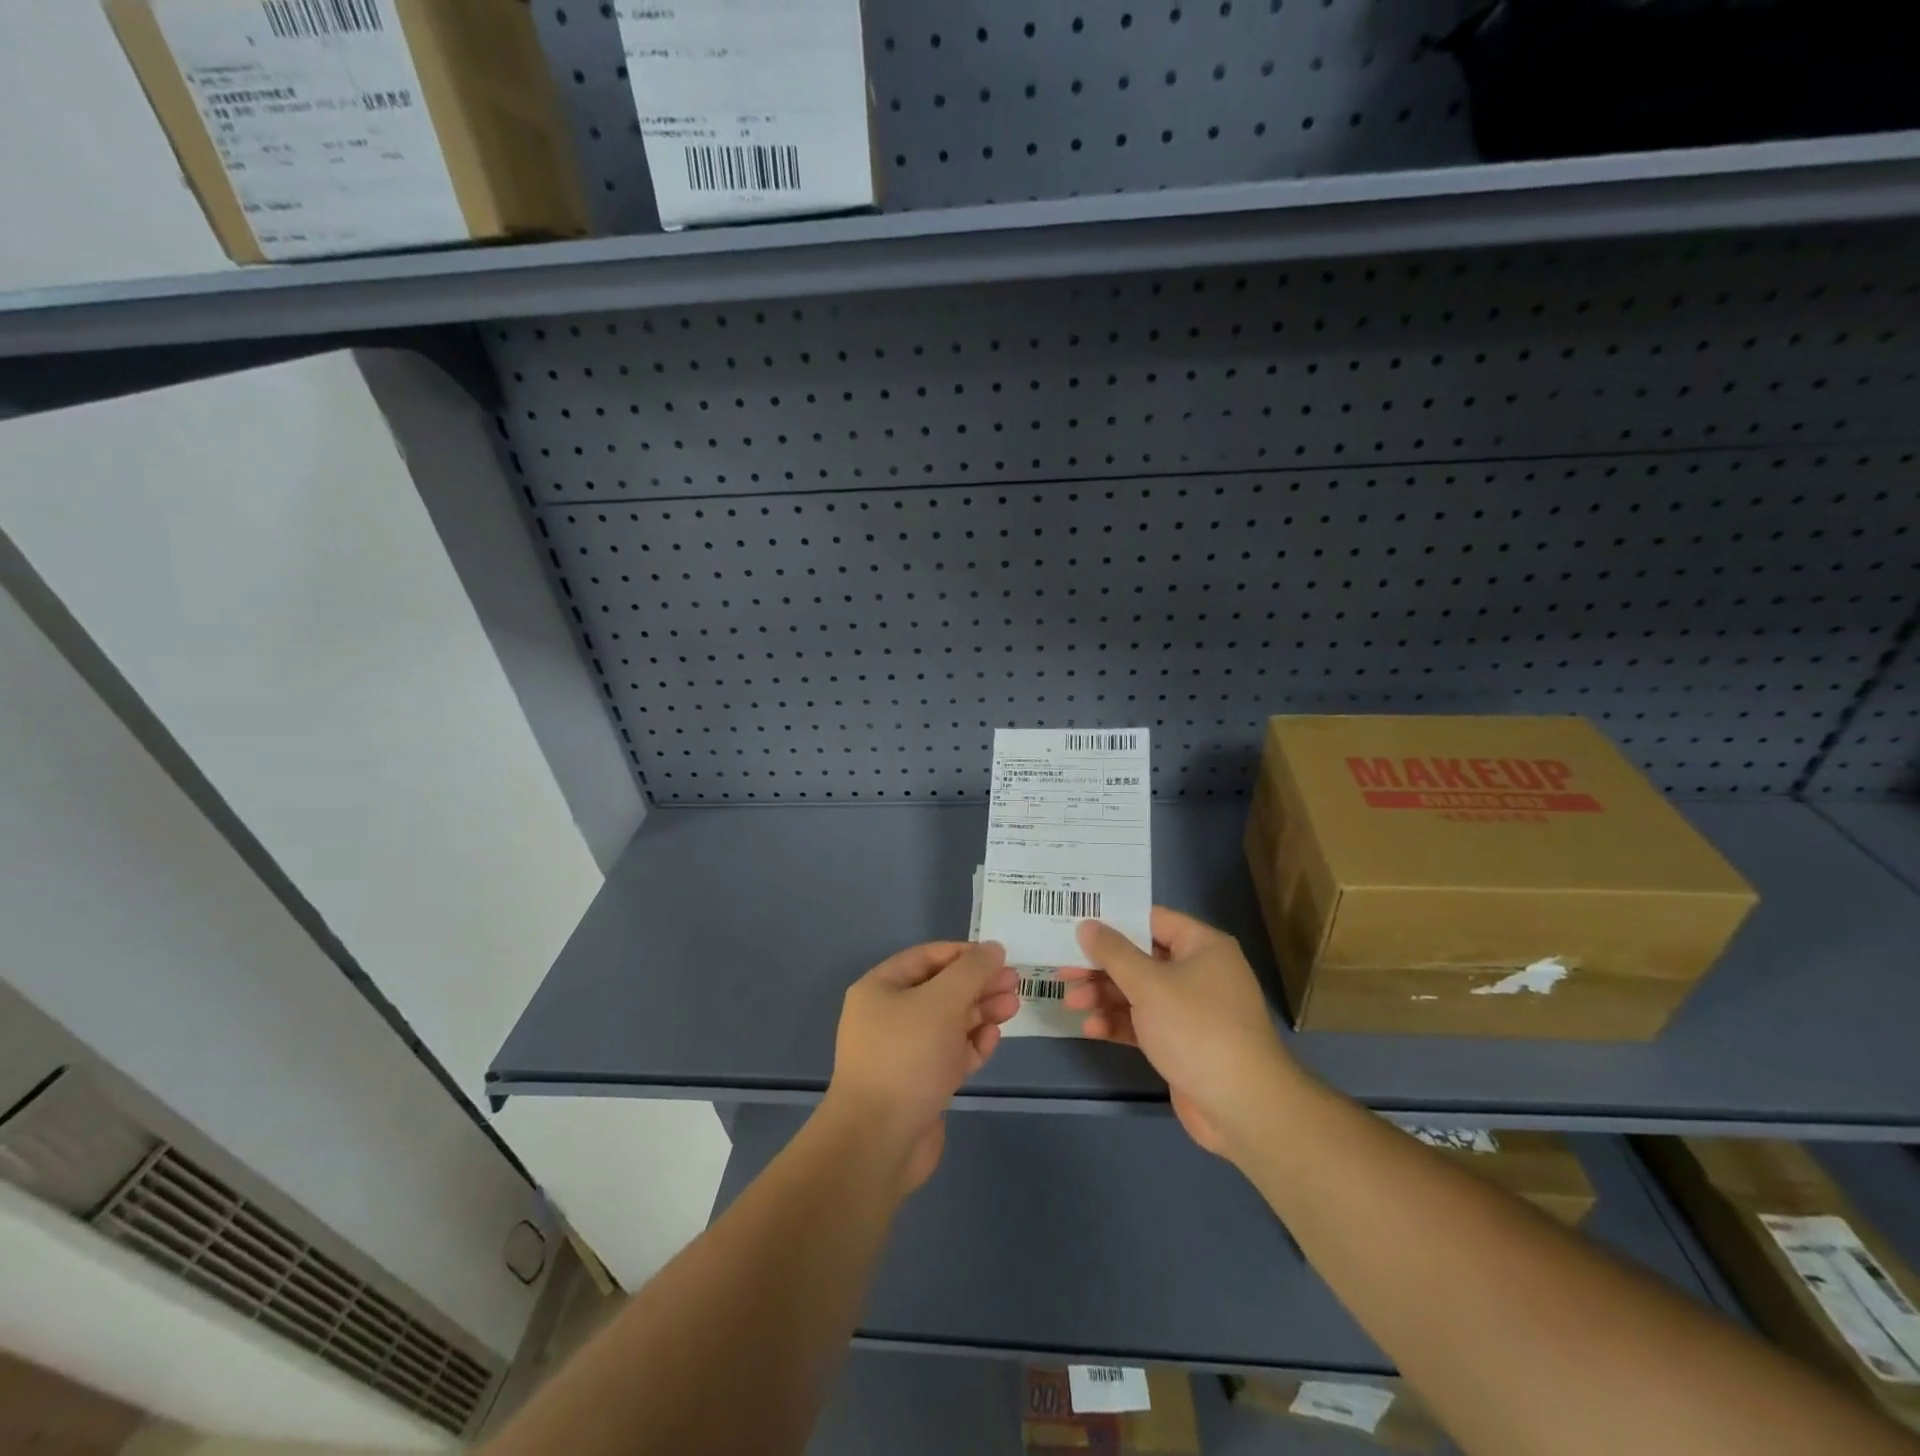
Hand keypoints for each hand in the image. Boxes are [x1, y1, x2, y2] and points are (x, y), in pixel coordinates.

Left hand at [824, 941, 1020, 1191]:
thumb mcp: (942, 1001)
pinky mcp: (920, 1084)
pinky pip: (950, 1054)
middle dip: (978, 984)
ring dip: (981, 1013)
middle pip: (941, 990)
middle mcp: (888, 1016)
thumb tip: (993, 948)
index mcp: (881, 988)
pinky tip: (993, 1039)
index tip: (999, 957)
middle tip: (1015, 983)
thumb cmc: (907, 1057)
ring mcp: (904, 1052)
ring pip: (949, 1022)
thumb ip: (971, 971)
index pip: (927, 957)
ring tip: (1013, 1007)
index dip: (964, 954)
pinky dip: (972, 1044)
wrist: (879, 1141)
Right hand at [1062, 908, 1296, 1160]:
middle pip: (1140, 958)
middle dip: (1101, 966)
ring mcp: (1191, 1010)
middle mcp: (1198, 972)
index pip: (1151, 920)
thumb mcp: (1149, 984)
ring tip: (1071, 1004)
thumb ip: (1113, 953)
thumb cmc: (1197, 1028)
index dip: (1113, 921)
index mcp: (1201, 946)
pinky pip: (1144, 1023)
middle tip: (1063, 970)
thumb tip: (1087, 926)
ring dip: (1104, 996)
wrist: (1243, 1107)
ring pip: (1138, 993)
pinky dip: (1119, 1024)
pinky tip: (1091, 1030)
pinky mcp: (1182, 1043)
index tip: (1076, 923)